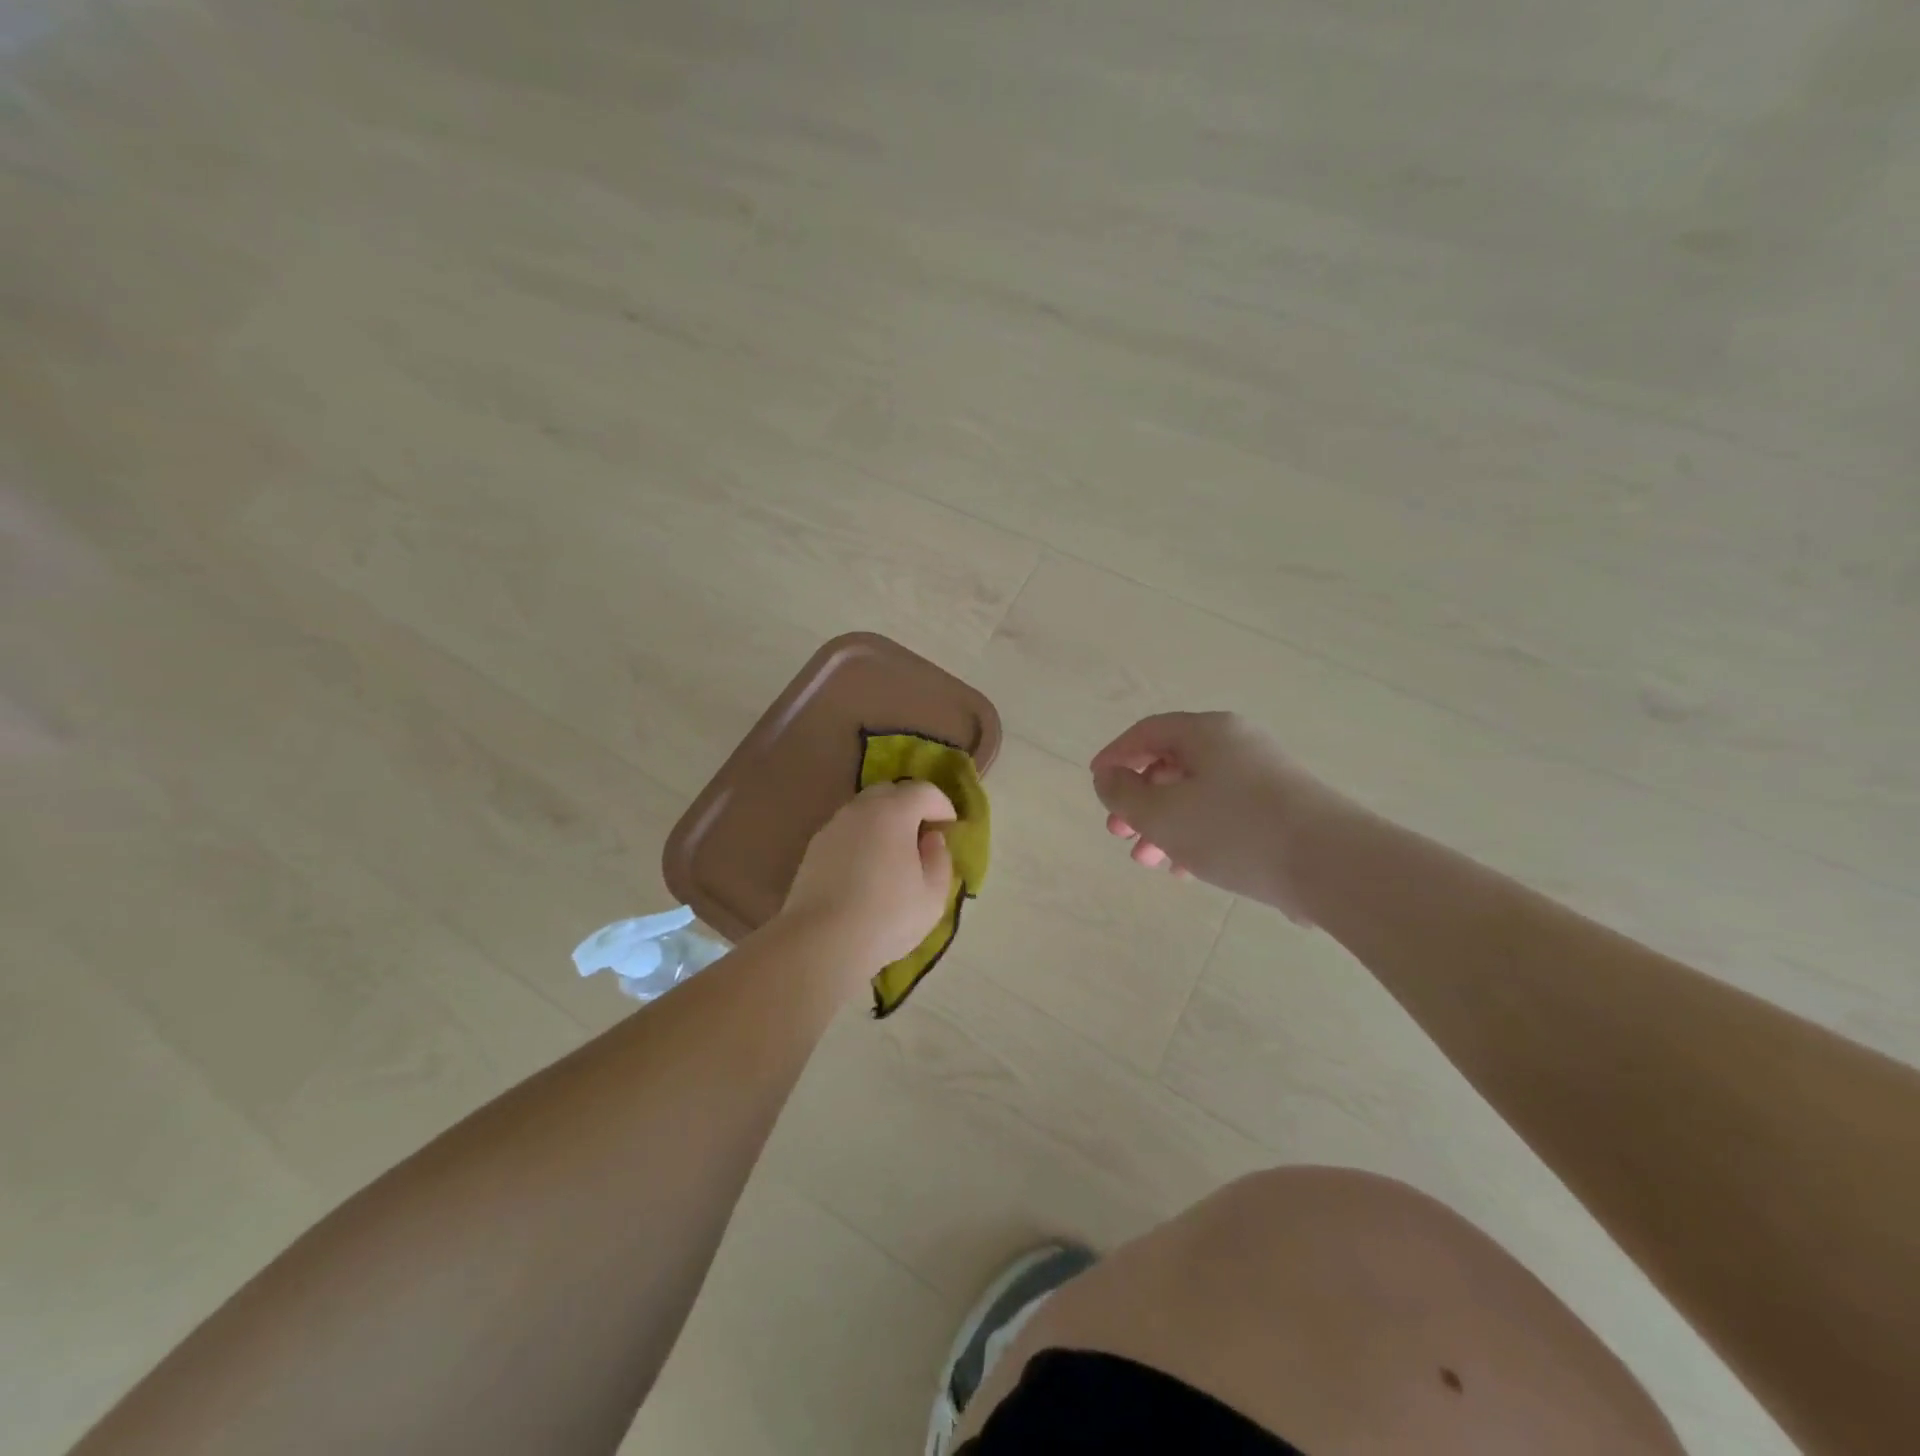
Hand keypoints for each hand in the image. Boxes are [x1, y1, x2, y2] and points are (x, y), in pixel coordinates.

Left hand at [780, 780, 957, 976]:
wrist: (821, 942)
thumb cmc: (886, 917)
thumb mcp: (933, 895)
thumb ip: (940, 859)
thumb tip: (932, 839)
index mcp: (893, 812)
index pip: (923, 791)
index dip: (942, 805)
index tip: (950, 827)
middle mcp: (860, 809)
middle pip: (890, 792)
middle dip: (911, 806)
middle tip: (922, 835)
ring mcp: (833, 827)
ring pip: (864, 811)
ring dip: (884, 822)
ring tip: (894, 854)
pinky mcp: (814, 848)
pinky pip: (847, 831)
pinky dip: (862, 839)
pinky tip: (866, 870)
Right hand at [1091, 711, 1350, 922]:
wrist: (1334, 866)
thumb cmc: (1235, 830)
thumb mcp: (1162, 814)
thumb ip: (1123, 794)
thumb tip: (1107, 776)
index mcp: (1207, 732)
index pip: (1147, 732)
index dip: (1115, 756)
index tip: (1096, 783)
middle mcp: (1237, 744)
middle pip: (1172, 764)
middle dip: (1139, 801)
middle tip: (1119, 832)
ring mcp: (1264, 776)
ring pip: (1198, 794)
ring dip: (1165, 824)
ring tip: (1147, 859)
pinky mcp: (1283, 809)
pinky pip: (1225, 814)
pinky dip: (1198, 834)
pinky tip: (1187, 869)